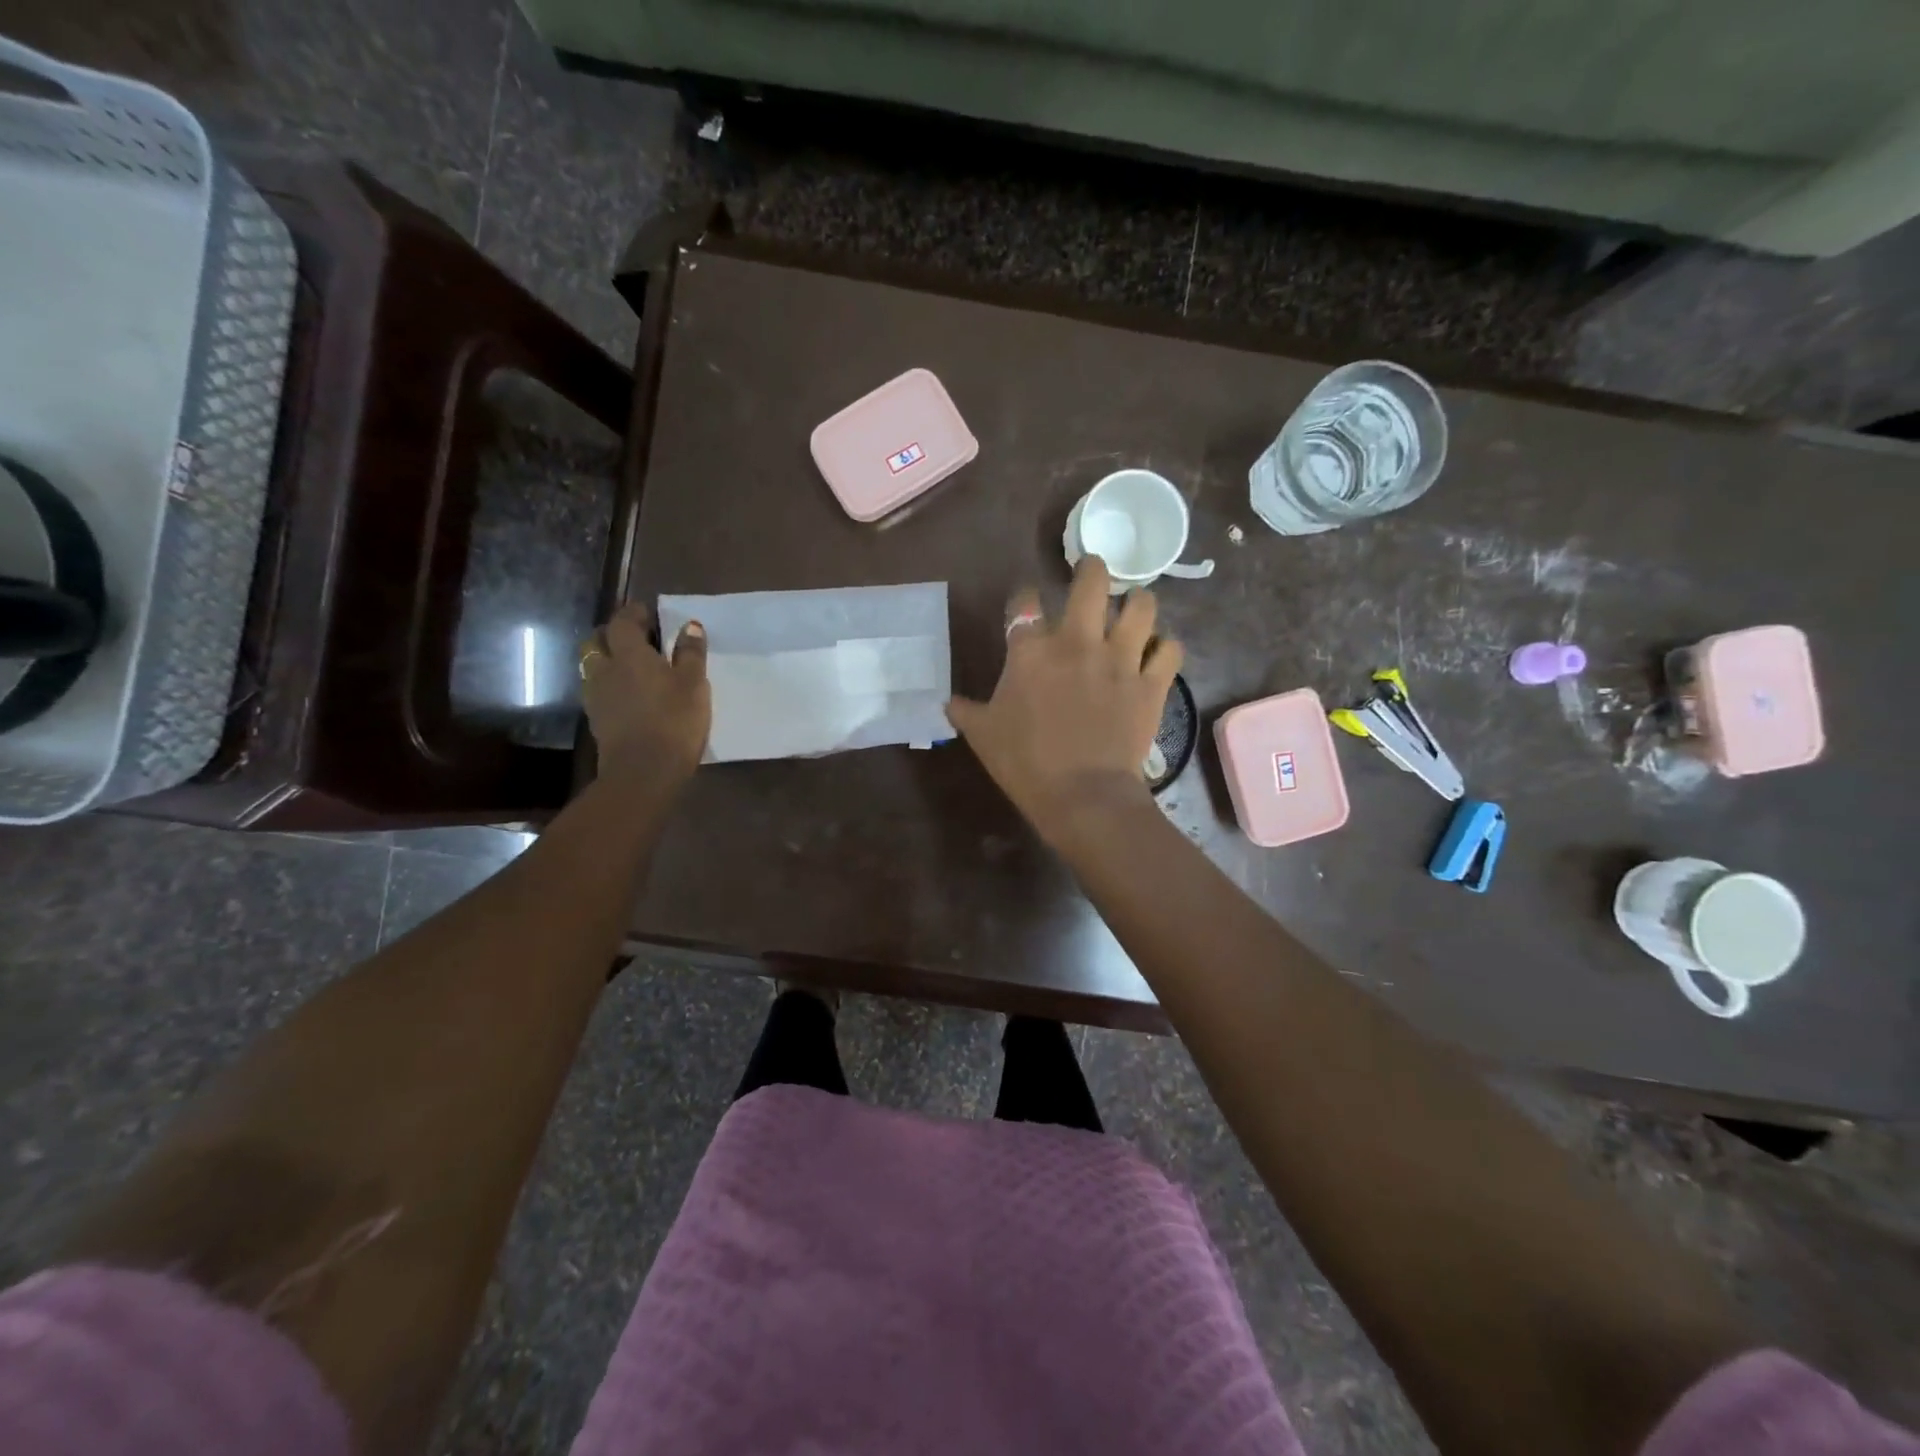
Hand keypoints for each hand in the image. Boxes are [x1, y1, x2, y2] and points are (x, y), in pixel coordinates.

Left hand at [580, 603, 710, 787]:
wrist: (644, 771)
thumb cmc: (674, 721)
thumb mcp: (693, 684)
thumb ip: (690, 653)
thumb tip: (689, 626)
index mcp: (629, 654)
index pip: (623, 622)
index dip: (635, 614)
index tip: (650, 613)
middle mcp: (605, 668)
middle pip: (597, 640)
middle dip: (614, 633)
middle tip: (637, 637)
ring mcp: (596, 695)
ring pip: (593, 665)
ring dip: (608, 659)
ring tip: (632, 666)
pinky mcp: (596, 719)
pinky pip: (597, 688)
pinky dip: (610, 682)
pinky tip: (628, 693)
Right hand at [948, 555, 1182, 843]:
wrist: (1082, 795)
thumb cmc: (1025, 763)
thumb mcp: (982, 735)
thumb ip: (965, 711)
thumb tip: (948, 702)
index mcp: (1032, 651)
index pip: (1024, 602)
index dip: (1024, 596)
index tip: (1026, 602)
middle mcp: (1078, 642)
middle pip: (1091, 582)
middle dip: (1091, 568)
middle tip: (1091, 570)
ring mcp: (1120, 659)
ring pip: (1141, 606)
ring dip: (1137, 601)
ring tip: (1132, 607)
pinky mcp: (1151, 683)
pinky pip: (1170, 649)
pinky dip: (1165, 646)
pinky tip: (1157, 651)